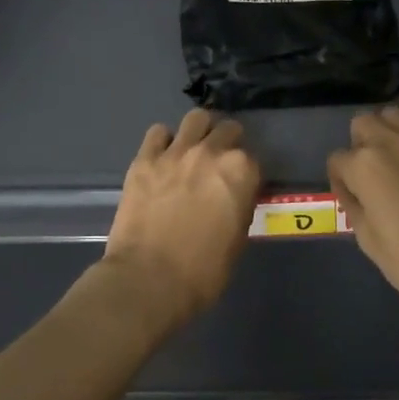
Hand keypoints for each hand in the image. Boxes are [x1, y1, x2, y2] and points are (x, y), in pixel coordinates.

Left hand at [102, 110, 260, 325]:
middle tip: (218, 165)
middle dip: (228, 143)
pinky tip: (163, 158)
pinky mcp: (144, 159)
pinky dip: (164, 141)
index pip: (253, 159)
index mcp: (241, 171)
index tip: (240, 186)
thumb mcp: (237, 240)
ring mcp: (175, 152)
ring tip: (193, 150)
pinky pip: (158, 133)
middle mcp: (211, 152)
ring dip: (199, 131)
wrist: (149, 280)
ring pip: (196, 119)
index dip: (247, 173)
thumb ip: (239, 206)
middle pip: (228, 130)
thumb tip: (234, 197)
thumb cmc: (203, 271)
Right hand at [328, 108, 398, 322]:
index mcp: (365, 166)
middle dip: (360, 145)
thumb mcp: (369, 241)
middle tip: (371, 176)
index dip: (340, 181)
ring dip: (388, 134)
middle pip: (363, 124)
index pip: (337, 160)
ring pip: (395, 117)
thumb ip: (355, 206)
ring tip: (397, 164)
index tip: (352, 199)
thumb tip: (354, 192)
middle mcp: (392, 141)